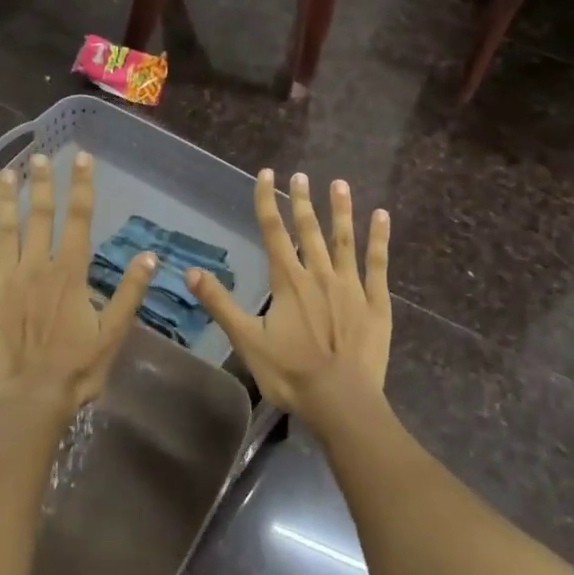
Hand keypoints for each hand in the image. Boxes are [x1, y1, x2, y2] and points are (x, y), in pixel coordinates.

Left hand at [0, 152, 154, 417]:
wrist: (28, 403)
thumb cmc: (76, 370)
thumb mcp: (113, 334)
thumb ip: (130, 292)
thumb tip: (149, 255)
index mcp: (69, 273)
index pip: (78, 218)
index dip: (81, 186)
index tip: (82, 157)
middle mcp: (36, 267)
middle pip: (40, 216)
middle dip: (42, 183)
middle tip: (39, 155)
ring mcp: (3, 280)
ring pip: (4, 229)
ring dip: (5, 199)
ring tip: (5, 172)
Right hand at [188, 169, 391, 434]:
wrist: (340, 400)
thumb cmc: (290, 373)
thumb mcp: (246, 340)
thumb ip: (221, 303)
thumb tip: (191, 272)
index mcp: (287, 281)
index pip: (273, 231)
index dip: (267, 200)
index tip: (266, 174)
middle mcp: (318, 274)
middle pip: (308, 229)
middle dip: (302, 200)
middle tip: (301, 174)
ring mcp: (350, 285)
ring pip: (344, 239)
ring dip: (340, 210)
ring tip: (339, 183)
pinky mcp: (376, 302)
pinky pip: (377, 263)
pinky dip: (379, 238)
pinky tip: (382, 215)